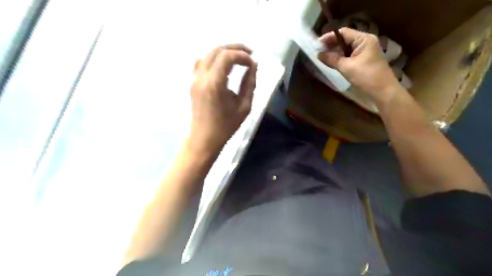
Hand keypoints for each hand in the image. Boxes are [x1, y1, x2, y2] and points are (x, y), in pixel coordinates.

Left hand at [188, 44, 256, 155]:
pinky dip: (214, 59)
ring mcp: (194, 79)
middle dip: (235, 48)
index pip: (227, 56)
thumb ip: (249, 84)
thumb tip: (253, 66)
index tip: (253, 63)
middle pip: (216, 50)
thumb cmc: (226, 126)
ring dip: (224, 52)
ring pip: (208, 54)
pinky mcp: (193, 83)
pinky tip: (223, 67)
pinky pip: (201, 63)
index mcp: (215, 84)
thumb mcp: (244, 106)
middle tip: (249, 54)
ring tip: (238, 58)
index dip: (242, 55)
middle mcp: (202, 77)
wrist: (204, 138)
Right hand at [318, 27, 405, 105]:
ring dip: (335, 52)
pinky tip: (333, 62)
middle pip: (345, 39)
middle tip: (318, 51)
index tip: (317, 44)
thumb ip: (332, 59)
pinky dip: (341, 57)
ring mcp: (365, 51)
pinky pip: (350, 55)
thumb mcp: (346, 67)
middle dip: (331, 44)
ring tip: (323, 57)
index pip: (343, 32)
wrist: (383, 92)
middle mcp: (365, 42)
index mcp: (364, 39)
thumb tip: (318, 54)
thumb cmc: (366, 77)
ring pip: (347, 48)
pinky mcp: (364, 60)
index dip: (329, 37)